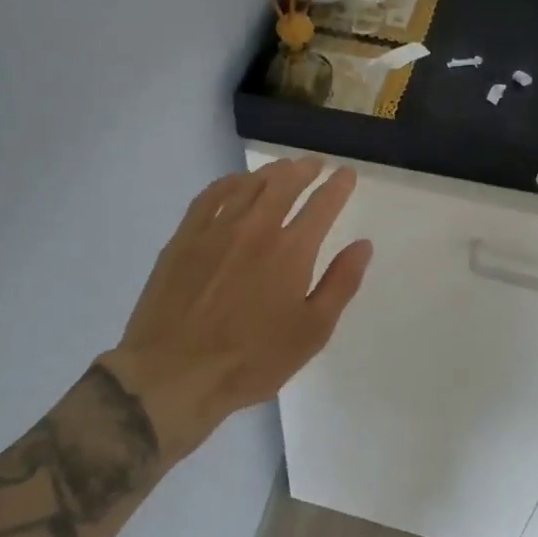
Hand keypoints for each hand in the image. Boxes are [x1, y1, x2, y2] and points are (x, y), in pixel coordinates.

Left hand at [103, 156, 373, 460]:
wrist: (174, 373)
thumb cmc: (252, 360)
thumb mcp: (312, 332)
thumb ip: (341, 284)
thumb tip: (363, 245)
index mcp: (291, 250)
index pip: (322, 205)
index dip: (338, 186)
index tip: (347, 174)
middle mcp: (255, 228)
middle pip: (284, 183)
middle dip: (304, 169)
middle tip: (315, 163)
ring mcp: (215, 229)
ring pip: (248, 185)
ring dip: (270, 171)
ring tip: (282, 168)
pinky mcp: (184, 238)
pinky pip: (209, 196)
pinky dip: (228, 183)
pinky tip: (235, 183)